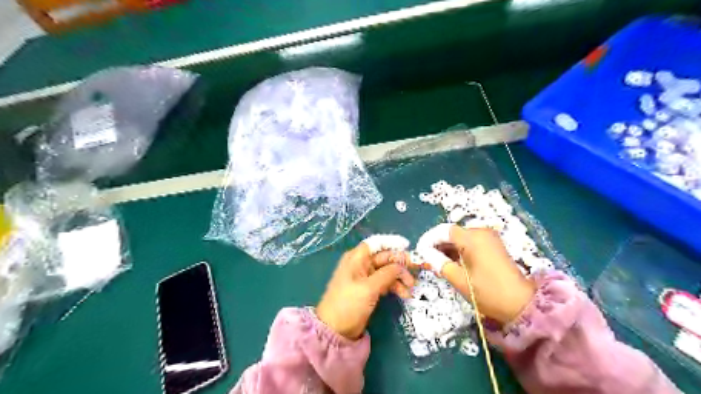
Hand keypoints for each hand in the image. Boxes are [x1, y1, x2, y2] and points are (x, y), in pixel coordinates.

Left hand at [318, 240, 414, 337]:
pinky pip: (385, 282)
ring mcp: (365, 277)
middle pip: (384, 257)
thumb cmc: (348, 304)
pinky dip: (395, 286)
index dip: (392, 242)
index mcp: (357, 258)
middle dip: (401, 263)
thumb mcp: (369, 288)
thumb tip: (401, 265)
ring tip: (411, 288)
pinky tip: (404, 294)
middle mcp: (361, 264)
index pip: (376, 243)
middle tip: (418, 268)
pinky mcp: (369, 289)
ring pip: (387, 270)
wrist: (335, 330)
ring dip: (400, 277)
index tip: (408, 246)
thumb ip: (387, 274)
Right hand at [412, 224, 535, 323]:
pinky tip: (453, 263)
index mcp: (472, 238)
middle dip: (438, 245)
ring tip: (439, 265)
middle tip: (428, 261)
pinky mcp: (493, 245)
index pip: (443, 231)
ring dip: (448, 249)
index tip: (419, 251)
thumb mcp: (458, 279)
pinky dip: (460, 251)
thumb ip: (439, 263)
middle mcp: (481, 232)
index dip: (429, 239)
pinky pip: (470, 243)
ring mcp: (489, 238)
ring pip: (461, 238)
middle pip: (452, 233)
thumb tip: (425, 253)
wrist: (521, 304)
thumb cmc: (487, 292)